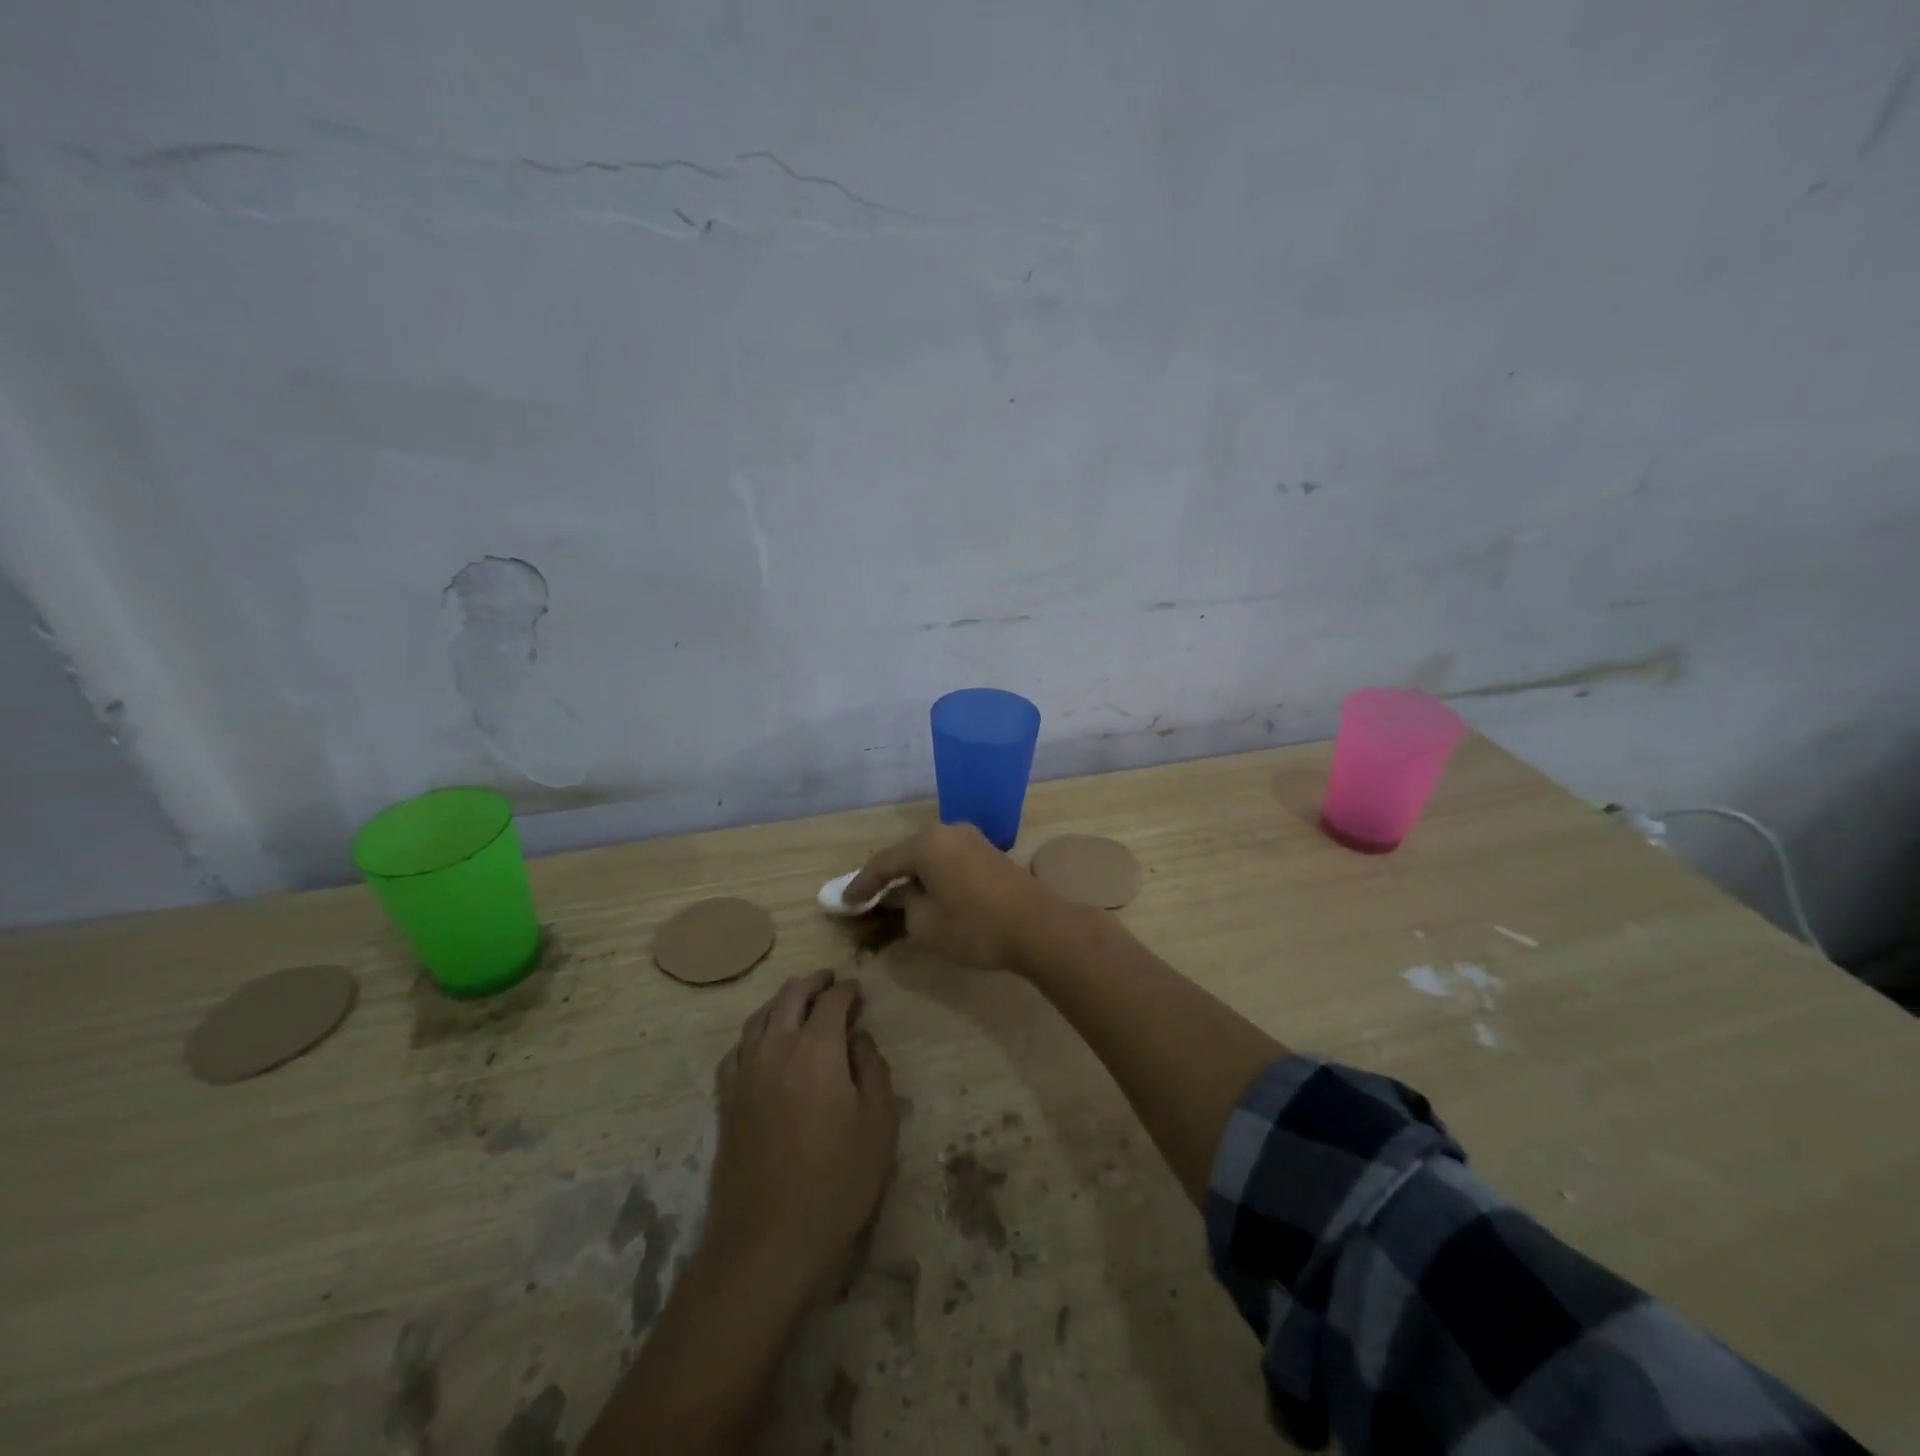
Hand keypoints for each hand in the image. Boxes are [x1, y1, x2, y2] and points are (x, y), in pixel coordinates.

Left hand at [705, 971, 898, 1298]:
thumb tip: (859, 1038)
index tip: (859, 990)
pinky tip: (764, 1041)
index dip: (848, 989)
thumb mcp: (879, 1126)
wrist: (767, 1242)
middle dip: (814, 982)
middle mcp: (776, 1048)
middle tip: (831, 981)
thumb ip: (873, 1069)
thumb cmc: (836, 1183)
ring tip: (800, 1000)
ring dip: (783, 1000)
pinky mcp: (726, 1100)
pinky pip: (738, 1048)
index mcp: (816, 1050)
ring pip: (761, 1017)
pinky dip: (755, 1032)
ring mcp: (745, 1073)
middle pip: (791, 996)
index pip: (832, 1000)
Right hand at [844, 823, 1061, 969]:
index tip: (844, 903)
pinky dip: (933, 877)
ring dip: (912, 878)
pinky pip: (948, 861)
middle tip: (866, 900)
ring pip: (929, 858)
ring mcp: (972, 839)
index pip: (884, 863)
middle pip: (907, 855)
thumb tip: (902, 898)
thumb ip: (903, 908)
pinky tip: (928, 894)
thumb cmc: (975, 926)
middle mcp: (948, 831)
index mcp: (927, 843)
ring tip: (894, 899)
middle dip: (886, 879)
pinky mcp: (989, 853)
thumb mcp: (926, 925)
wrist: (1038, 927)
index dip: (861, 886)